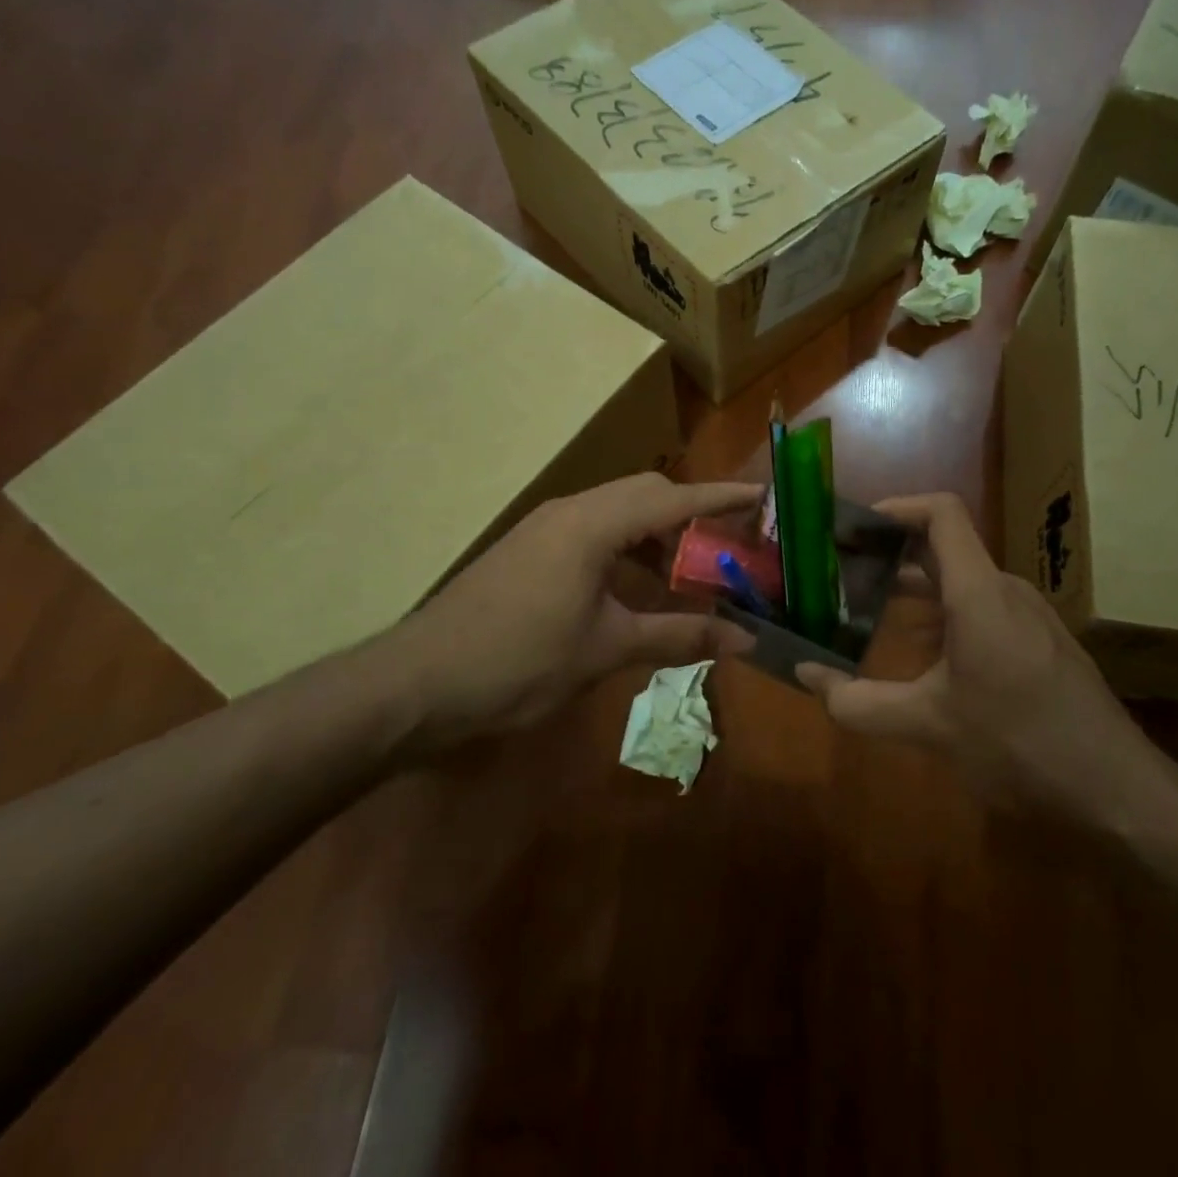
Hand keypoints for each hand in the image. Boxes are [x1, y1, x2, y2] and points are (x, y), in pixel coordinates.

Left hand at [374, 473, 761, 749]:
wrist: (416, 683)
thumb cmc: (518, 662)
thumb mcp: (606, 650)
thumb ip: (678, 635)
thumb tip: (745, 640)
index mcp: (592, 524)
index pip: (672, 498)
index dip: (720, 498)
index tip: (761, 496)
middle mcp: (570, 512)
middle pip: (645, 494)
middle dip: (690, 513)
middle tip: (728, 544)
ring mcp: (544, 529)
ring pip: (617, 512)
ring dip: (657, 533)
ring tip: (689, 569)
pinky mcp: (529, 550)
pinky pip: (593, 531)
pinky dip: (626, 548)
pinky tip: (636, 586)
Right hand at [796, 493, 1170, 817]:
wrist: (1118, 790)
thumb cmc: (1019, 744)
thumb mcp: (928, 726)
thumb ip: (858, 702)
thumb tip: (804, 673)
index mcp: (979, 592)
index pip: (942, 512)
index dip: (896, 507)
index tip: (851, 525)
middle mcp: (1006, 590)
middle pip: (945, 547)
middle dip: (890, 555)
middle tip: (841, 574)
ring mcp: (1028, 616)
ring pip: (962, 583)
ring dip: (914, 591)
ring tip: (866, 612)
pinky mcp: (1040, 642)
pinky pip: (983, 609)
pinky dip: (943, 617)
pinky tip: (919, 656)